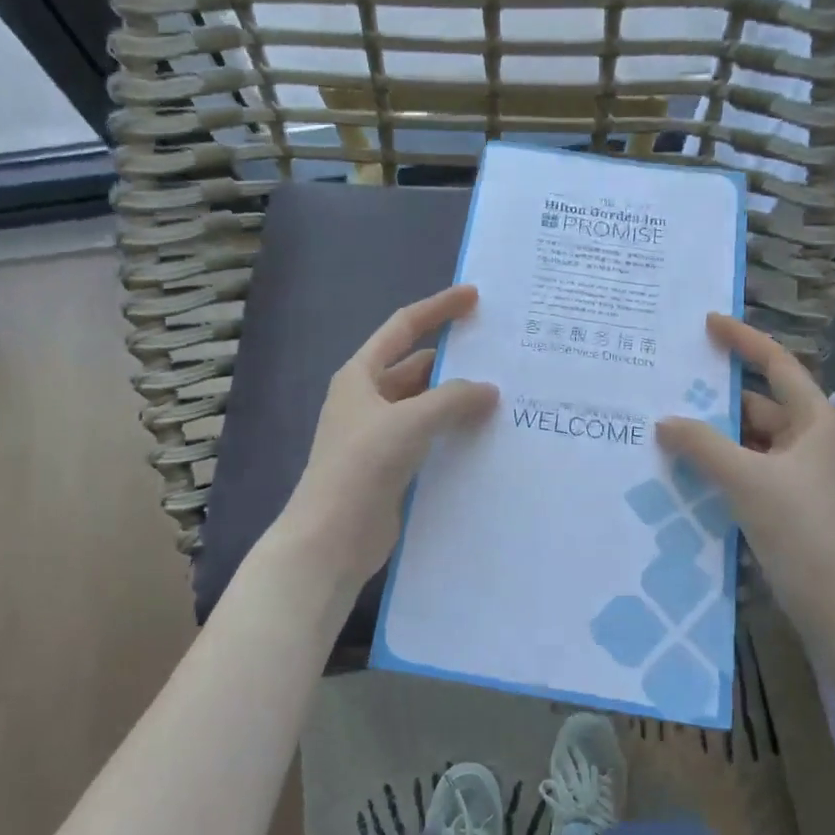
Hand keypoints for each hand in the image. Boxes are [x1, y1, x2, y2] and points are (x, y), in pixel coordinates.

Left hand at [273, 285, 498, 595]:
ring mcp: (380, 434)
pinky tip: (485, 436)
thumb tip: (489, 390)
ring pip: (425, 404)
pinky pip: (429, 437)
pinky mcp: (392, 466)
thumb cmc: (362, 465)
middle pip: (416, 367)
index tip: (474, 297)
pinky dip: (453, 431)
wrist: (331, 538)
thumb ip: (453, 399)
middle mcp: (368, 399)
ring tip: (503, 395)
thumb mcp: (410, 421)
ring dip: (456, 399)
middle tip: (500, 355)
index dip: (438, 308)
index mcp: (361, 375)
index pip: (403, 327)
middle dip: (454, 360)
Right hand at [656, 314, 834, 630]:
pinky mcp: (788, 502)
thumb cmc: (801, 528)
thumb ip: (703, 445)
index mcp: (814, 421)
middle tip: (669, 384)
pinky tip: (687, 467)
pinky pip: (748, 468)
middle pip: (758, 404)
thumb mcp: (747, 480)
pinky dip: (721, 463)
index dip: (744, 340)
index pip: (777, 365)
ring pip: (750, 440)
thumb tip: (665, 422)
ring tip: (668, 425)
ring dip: (715, 435)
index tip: (708, 323)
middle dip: (716, 397)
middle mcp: (810, 440)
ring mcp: (800, 474)